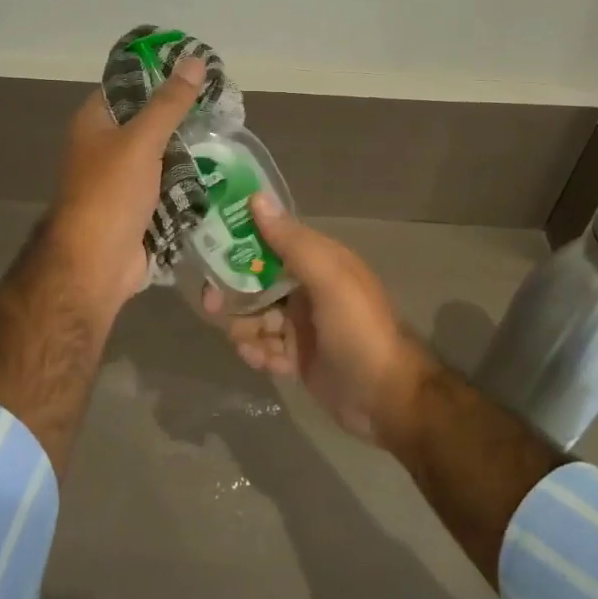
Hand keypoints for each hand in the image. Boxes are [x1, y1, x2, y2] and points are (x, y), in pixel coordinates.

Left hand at [48, 57, 203, 317]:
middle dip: (184, 118)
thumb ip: (169, 103)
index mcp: (96, 123)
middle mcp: (106, 148)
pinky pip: (169, 187)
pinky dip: (190, 183)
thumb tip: (194, 60)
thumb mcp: (141, 141)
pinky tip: (222, 172)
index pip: (128, 85)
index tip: (198, 71)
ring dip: (191, 152)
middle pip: (149, 122)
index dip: (160, 74)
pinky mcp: (140, 208)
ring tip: (231, 137)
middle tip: (225, 108)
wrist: (96, 265)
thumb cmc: (110, 194)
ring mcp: (123, 180)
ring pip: (163, 156)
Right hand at [203, 193, 434, 446]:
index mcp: (320, 262)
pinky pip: (266, 347)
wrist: (388, 400)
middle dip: (232, 291)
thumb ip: (292, 242)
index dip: (241, 240)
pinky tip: (263, 362)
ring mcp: (303, 325)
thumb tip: (257, 198)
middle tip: (211, 304)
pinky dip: (258, 352)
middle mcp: (309, 288)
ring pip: (257, 316)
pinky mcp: (299, 357)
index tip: (209, 245)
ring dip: (243, 326)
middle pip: (257, 280)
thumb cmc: (359, 331)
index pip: (272, 240)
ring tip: (244, 342)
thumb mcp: (329, 280)